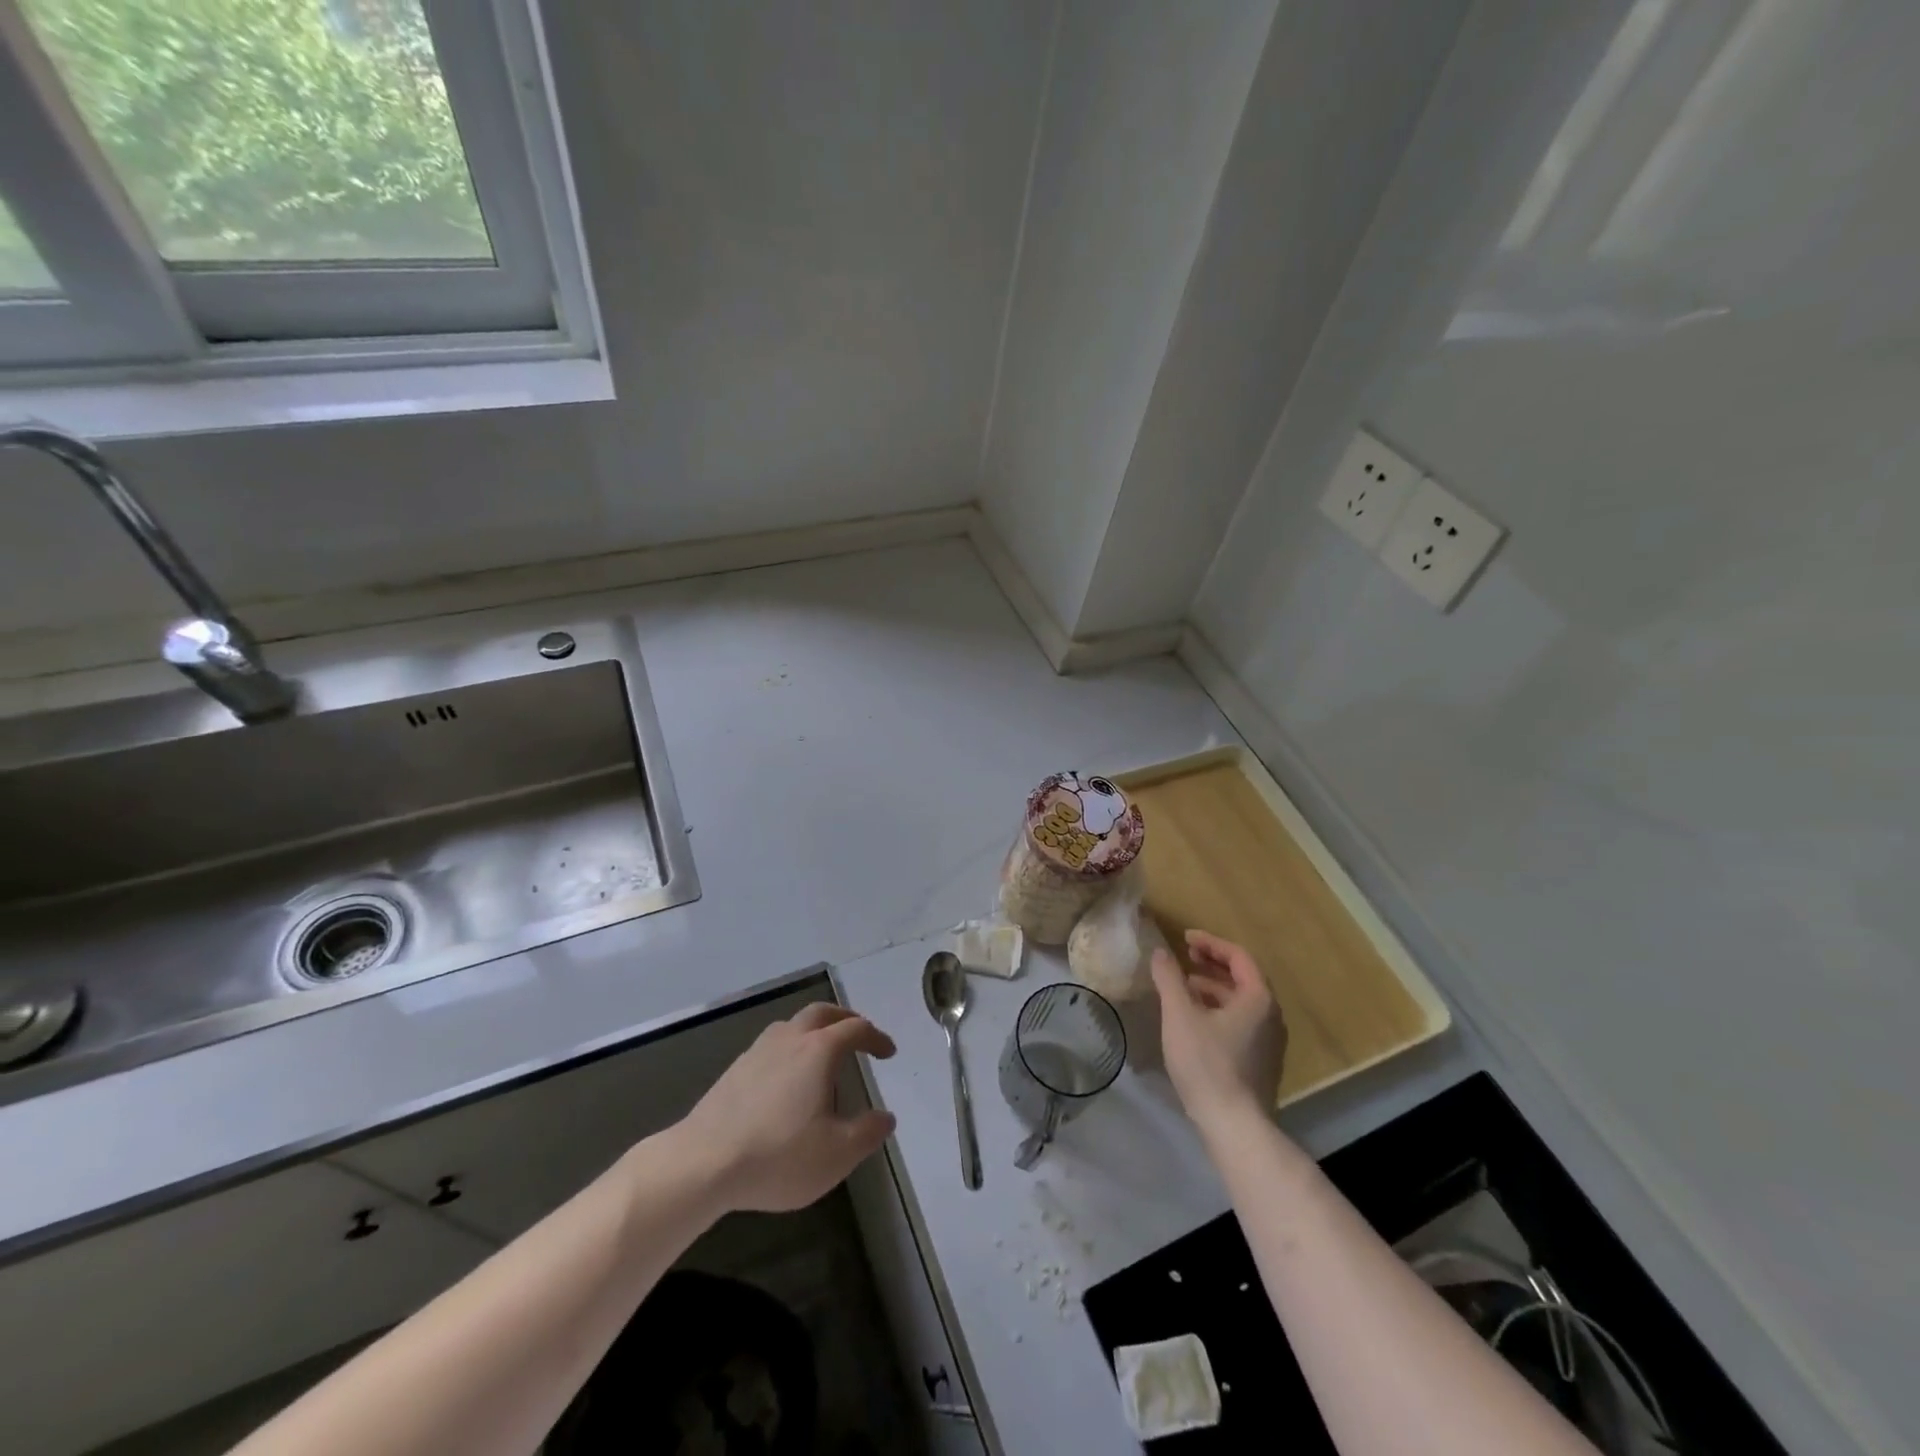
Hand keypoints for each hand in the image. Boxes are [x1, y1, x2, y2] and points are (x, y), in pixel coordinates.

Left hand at [668, 1004, 897, 1213]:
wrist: (703, 1162)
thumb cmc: (778, 1154)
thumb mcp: (837, 1154)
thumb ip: (868, 1133)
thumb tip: (886, 1117)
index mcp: (819, 1050)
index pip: (856, 1029)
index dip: (876, 1037)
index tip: (889, 1052)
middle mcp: (790, 1039)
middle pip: (822, 1013)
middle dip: (845, 1019)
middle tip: (858, 1034)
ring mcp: (758, 1051)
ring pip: (792, 1025)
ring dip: (814, 1030)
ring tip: (822, 1052)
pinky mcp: (735, 1070)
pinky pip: (772, 1045)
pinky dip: (790, 1048)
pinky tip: (786, 1077)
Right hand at [1151, 930, 1286, 1133]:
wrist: (1234, 1126)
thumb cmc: (1207, 1063)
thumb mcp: (1180, 1015)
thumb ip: (1169, 979)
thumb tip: (1160, 952)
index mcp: (1258, 999)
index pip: (1238, 956)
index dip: (1211, 943)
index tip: (1185, 939)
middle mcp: (1271, 1016)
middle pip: (1243, 978)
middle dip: (1212, 964)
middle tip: (1185, 957)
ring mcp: (1269, 1042)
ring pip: (1240, 1002)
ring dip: (1213, 988)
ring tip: (1183, 988)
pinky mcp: (1261, 1062)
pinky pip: (1241, 1022)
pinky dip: (1218, 1010)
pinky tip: (1194, 1021)